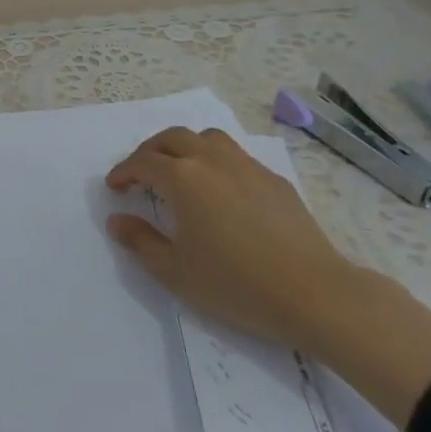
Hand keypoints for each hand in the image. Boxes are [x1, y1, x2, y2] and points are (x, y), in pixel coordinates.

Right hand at [105, 126, 360, 349]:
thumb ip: (140, 241)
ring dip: (185, 147)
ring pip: (208, 138)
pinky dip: (216, 161)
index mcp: (183, 178)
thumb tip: (117, 220)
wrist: (315, 294)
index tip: (115, 187)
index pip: (143, 163)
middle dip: (150, 151)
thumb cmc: (236, 284)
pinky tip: (221, 190)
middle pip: (173, 138)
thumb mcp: (174, 272)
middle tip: (140, 173)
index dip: (123, 172)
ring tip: (180, 170)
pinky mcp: (275, 180)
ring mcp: (248, 167)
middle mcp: (212, 161)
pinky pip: (236, 156)